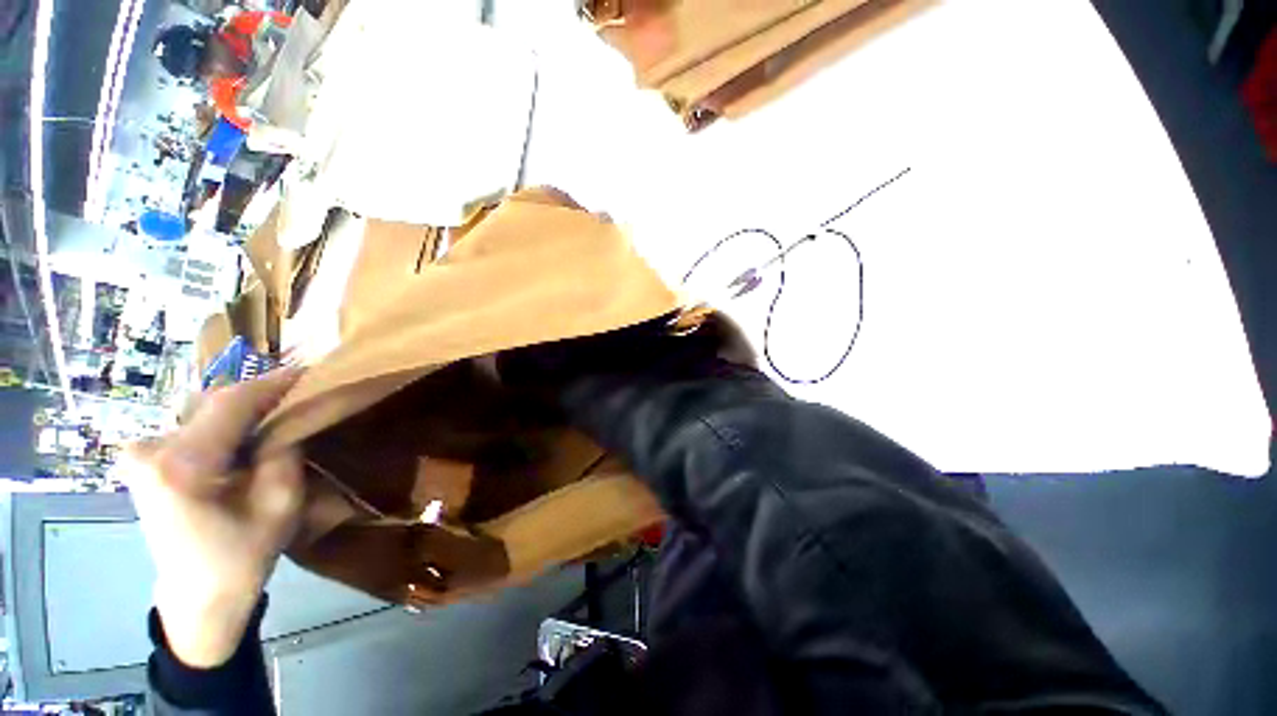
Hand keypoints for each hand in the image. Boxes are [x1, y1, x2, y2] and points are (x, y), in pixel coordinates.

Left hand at [124, 369, 304, 667]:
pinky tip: (244, 432)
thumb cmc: (242, 555)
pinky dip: (222, 422)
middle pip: (214, 403)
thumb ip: (284, 453)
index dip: (273, 383)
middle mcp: (150, 450)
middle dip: (260, 395)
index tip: (310, 371)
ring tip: (276, 411)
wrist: (197, 595)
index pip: (232, 403)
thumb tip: (290, 417)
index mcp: (181, 465)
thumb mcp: (280, 504)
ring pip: (203, 411)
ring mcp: (140, 454)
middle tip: (300, 392)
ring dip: (242, 409)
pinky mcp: (142, 460)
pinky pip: (191, 426)